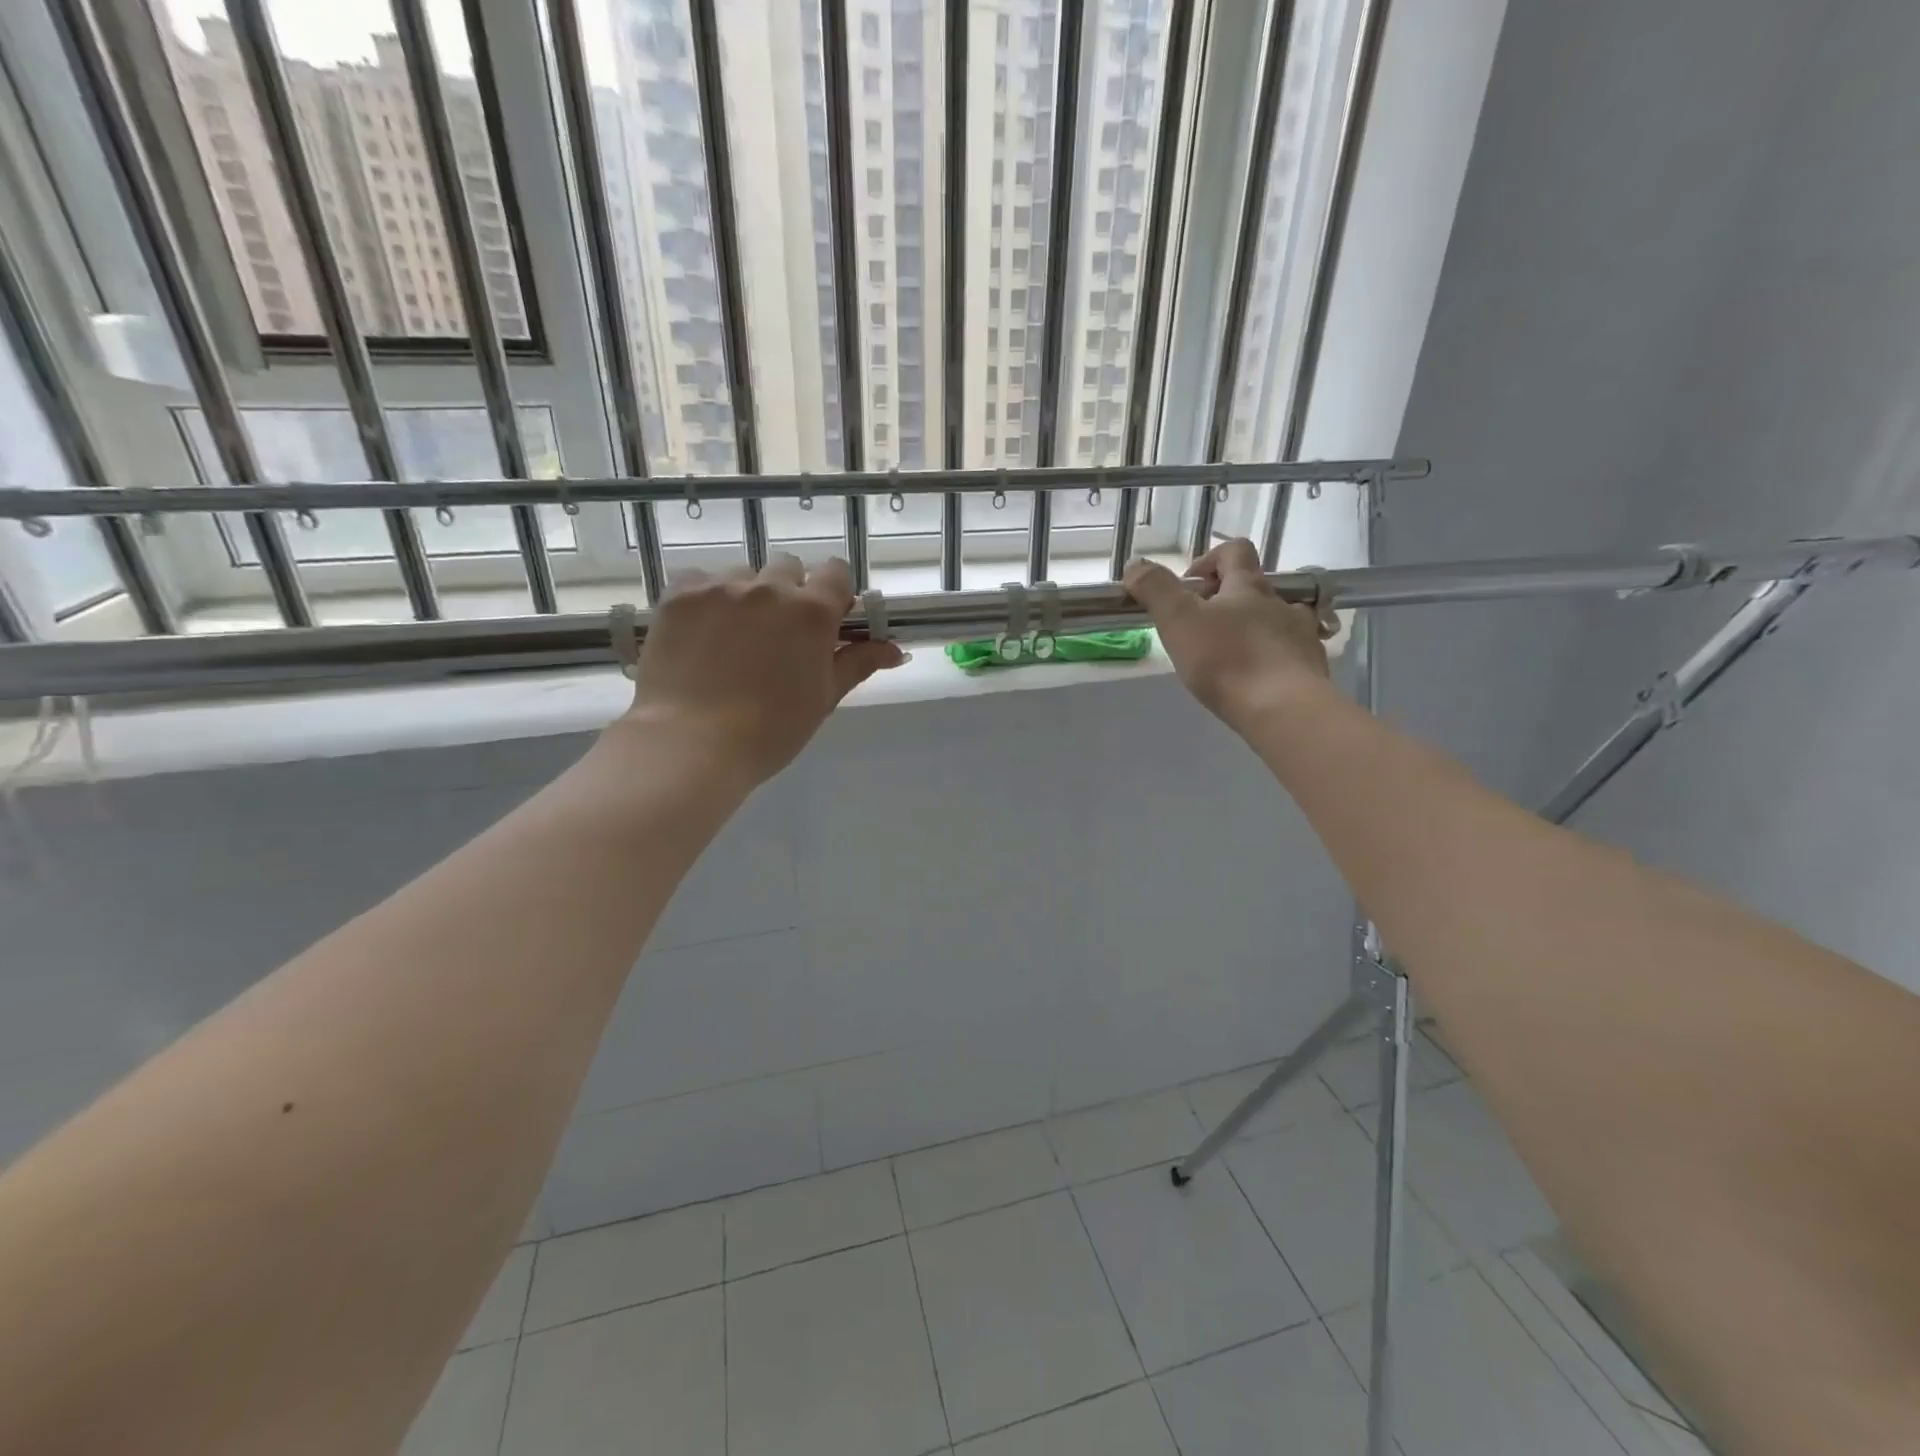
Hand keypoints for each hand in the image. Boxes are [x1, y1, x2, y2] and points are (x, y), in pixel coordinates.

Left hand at [622, 554, 904, 785]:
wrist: (692, 743)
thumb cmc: (771, 730)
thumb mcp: (823, 698)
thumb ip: (857, 664)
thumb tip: (895, 650)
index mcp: (812, 612)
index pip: (836, 572)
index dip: (834, 592)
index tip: (827, 618)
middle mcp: (769, 588)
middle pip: (788, 566)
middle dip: (790, 591)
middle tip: (778, 633)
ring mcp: (720, 588)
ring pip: (742, 574)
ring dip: (747, 595)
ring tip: (733, 636)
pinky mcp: (679, 595)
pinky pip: (699, 580)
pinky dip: (705, 598)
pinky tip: (700, 633)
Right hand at [1124, 539, 1330, 729]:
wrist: (1284, 709)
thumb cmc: (1226, 661)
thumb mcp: (1178, 620)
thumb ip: (1155, 588)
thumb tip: (1135, 564)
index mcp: (1248, 586)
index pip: (1234, 551)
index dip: (1209, 560)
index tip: (1189, 587)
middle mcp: (1280, 603)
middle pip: (1254, 588)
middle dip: (1227, 602)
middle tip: (1201, 629)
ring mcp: (1301, 634)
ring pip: (1276, 620)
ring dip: (1253, 629)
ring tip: (1231, 656)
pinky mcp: (1311, 667)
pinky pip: (1291, 653)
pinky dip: (1273, 659)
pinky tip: (1257, 681)